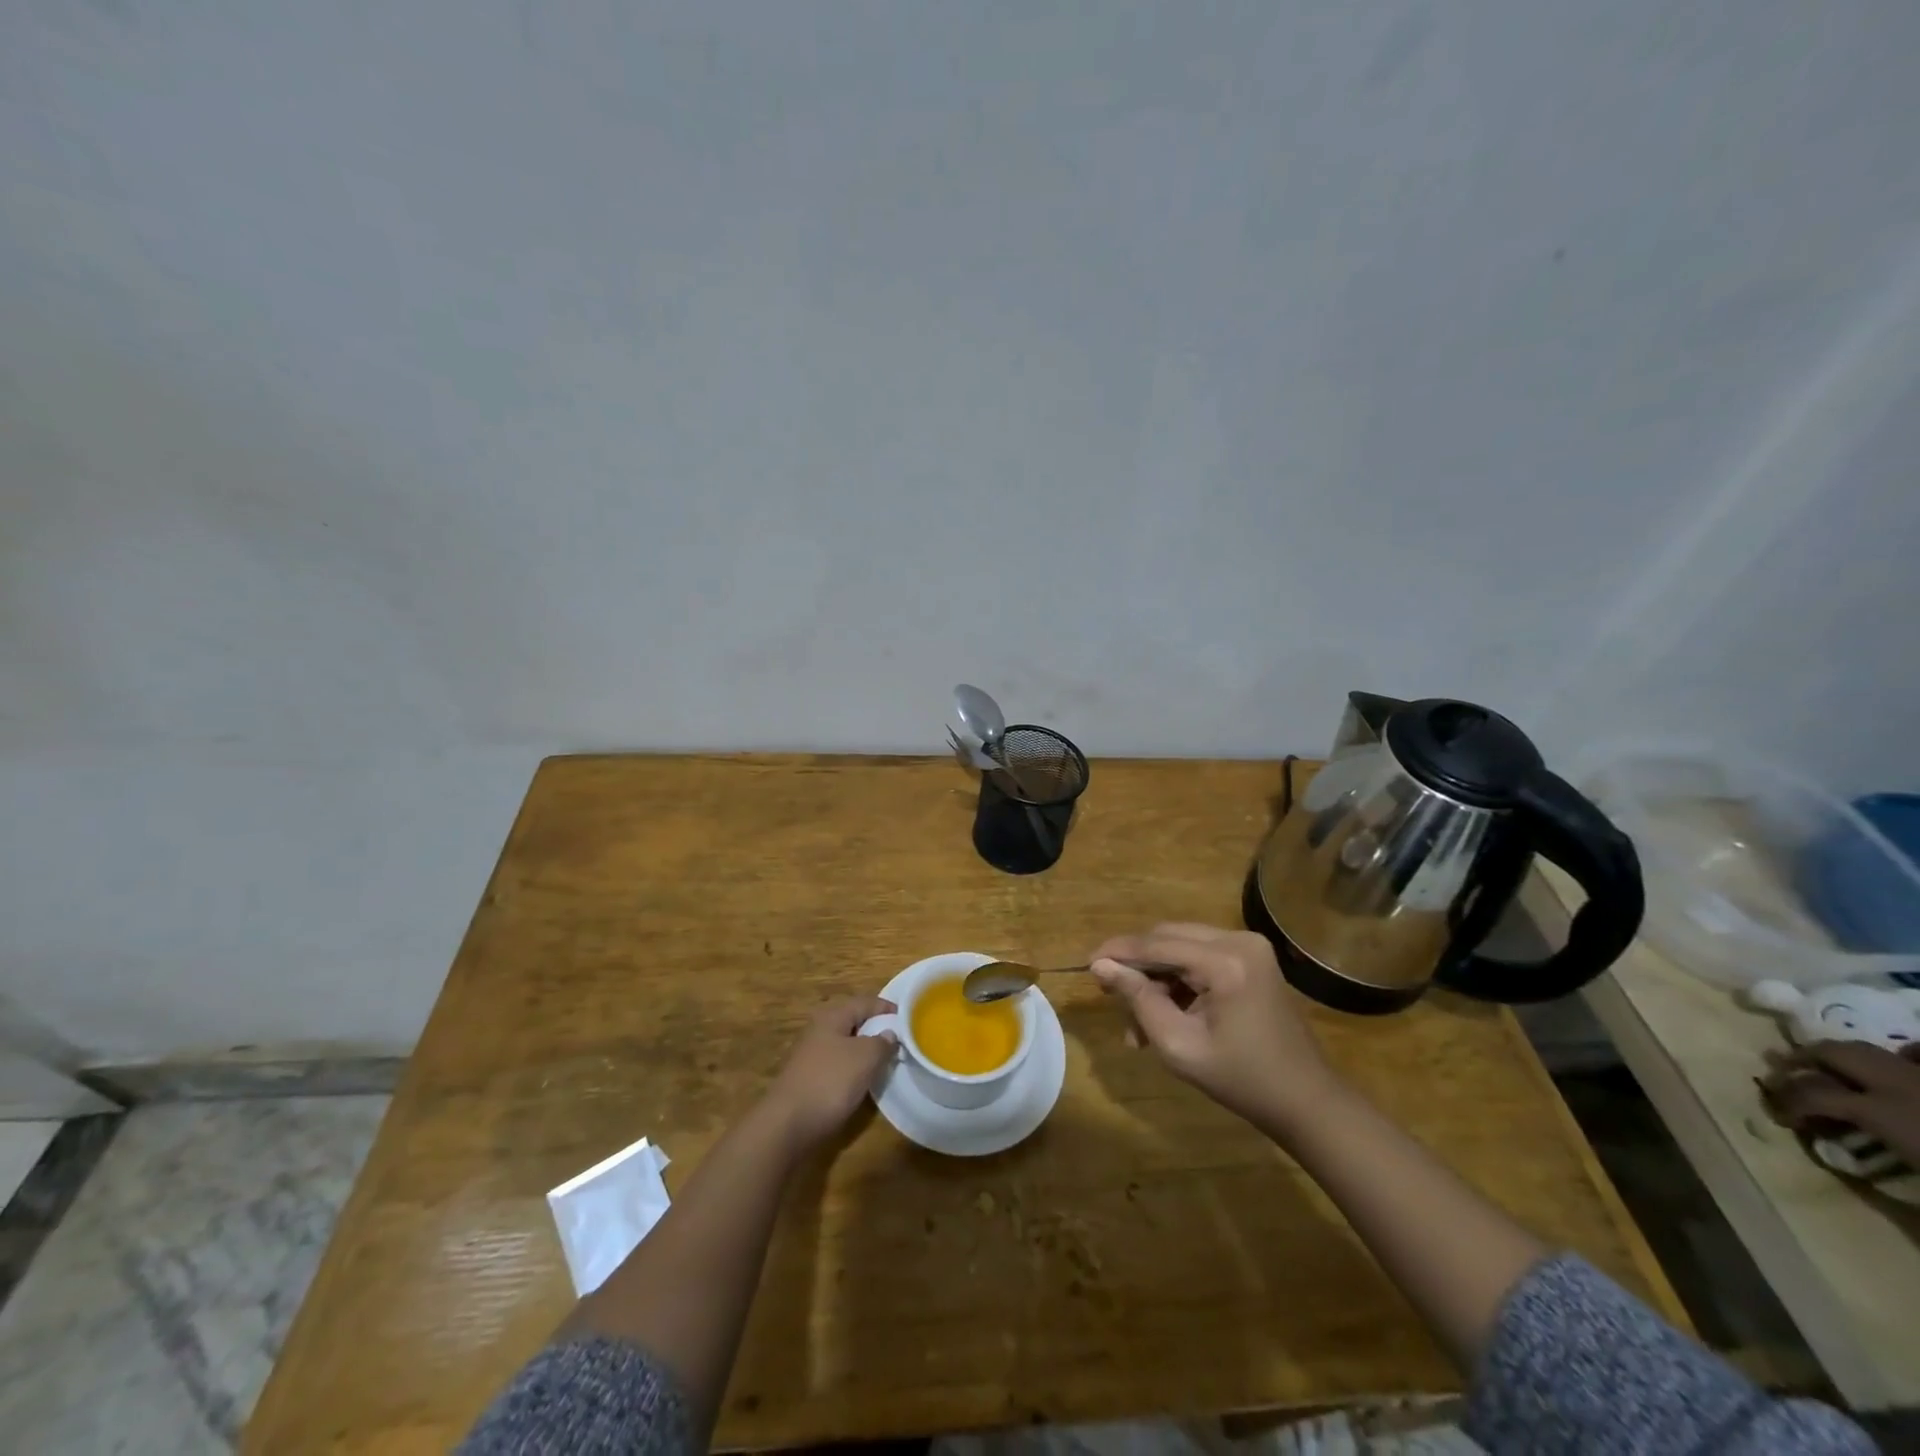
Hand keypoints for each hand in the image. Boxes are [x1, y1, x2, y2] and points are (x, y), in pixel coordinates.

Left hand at [765, 996, 896, 1147]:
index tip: (909, 1018)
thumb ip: (882, 1042)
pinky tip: (864, 1081)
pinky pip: (838, 1064)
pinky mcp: (809, 1078)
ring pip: (846, 1044)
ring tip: (887, 1061)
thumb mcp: (865, 1057)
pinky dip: (854, 1068)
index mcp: (832, 1016)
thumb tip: (890, 1033)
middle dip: (877, 1029)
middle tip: (901, 1040)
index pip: (866, 1002)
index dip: (888, 1008)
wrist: (787, 1125)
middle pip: (854, 1021)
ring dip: (866, 1050)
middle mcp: (820, 1029)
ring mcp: (812, 1055)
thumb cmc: (830, 1081)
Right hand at [1089, 922, 1343, 1132]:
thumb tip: (1102, 966)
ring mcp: (1248, 947)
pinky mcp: (1251, 958)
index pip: (1157, 944)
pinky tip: (1164, 1014)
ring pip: (1181, 946)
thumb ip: (1138, 999)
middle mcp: (1239, 940)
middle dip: (1137, 965)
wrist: (1305, 1100)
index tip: (1087, 964)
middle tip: (1109, 993)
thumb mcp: (1178, 1045)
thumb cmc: (1241, 1080)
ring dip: (1156, 976)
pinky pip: (1200, 956)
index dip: (1118, 952)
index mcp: (1225, 961)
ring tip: (1138, 1022)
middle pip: (1168, 938)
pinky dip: (1178, 980)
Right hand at [1760, 1040, 1919, 1168]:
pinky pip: (1918, 1054)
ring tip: (1833, 1069)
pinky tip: (1903, 1063)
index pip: (1811, 1094)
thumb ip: (1884, 1177)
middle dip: (1804, 1060)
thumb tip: (1841, 1158)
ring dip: (1846, 1056)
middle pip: (1834, 1053)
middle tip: (1785, 1073)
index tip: (1779, 1116)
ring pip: (1875, 1049)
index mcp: (1884, 1112)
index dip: (1787, 1101)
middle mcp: (1900, 1085)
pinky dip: (1907, 1056)